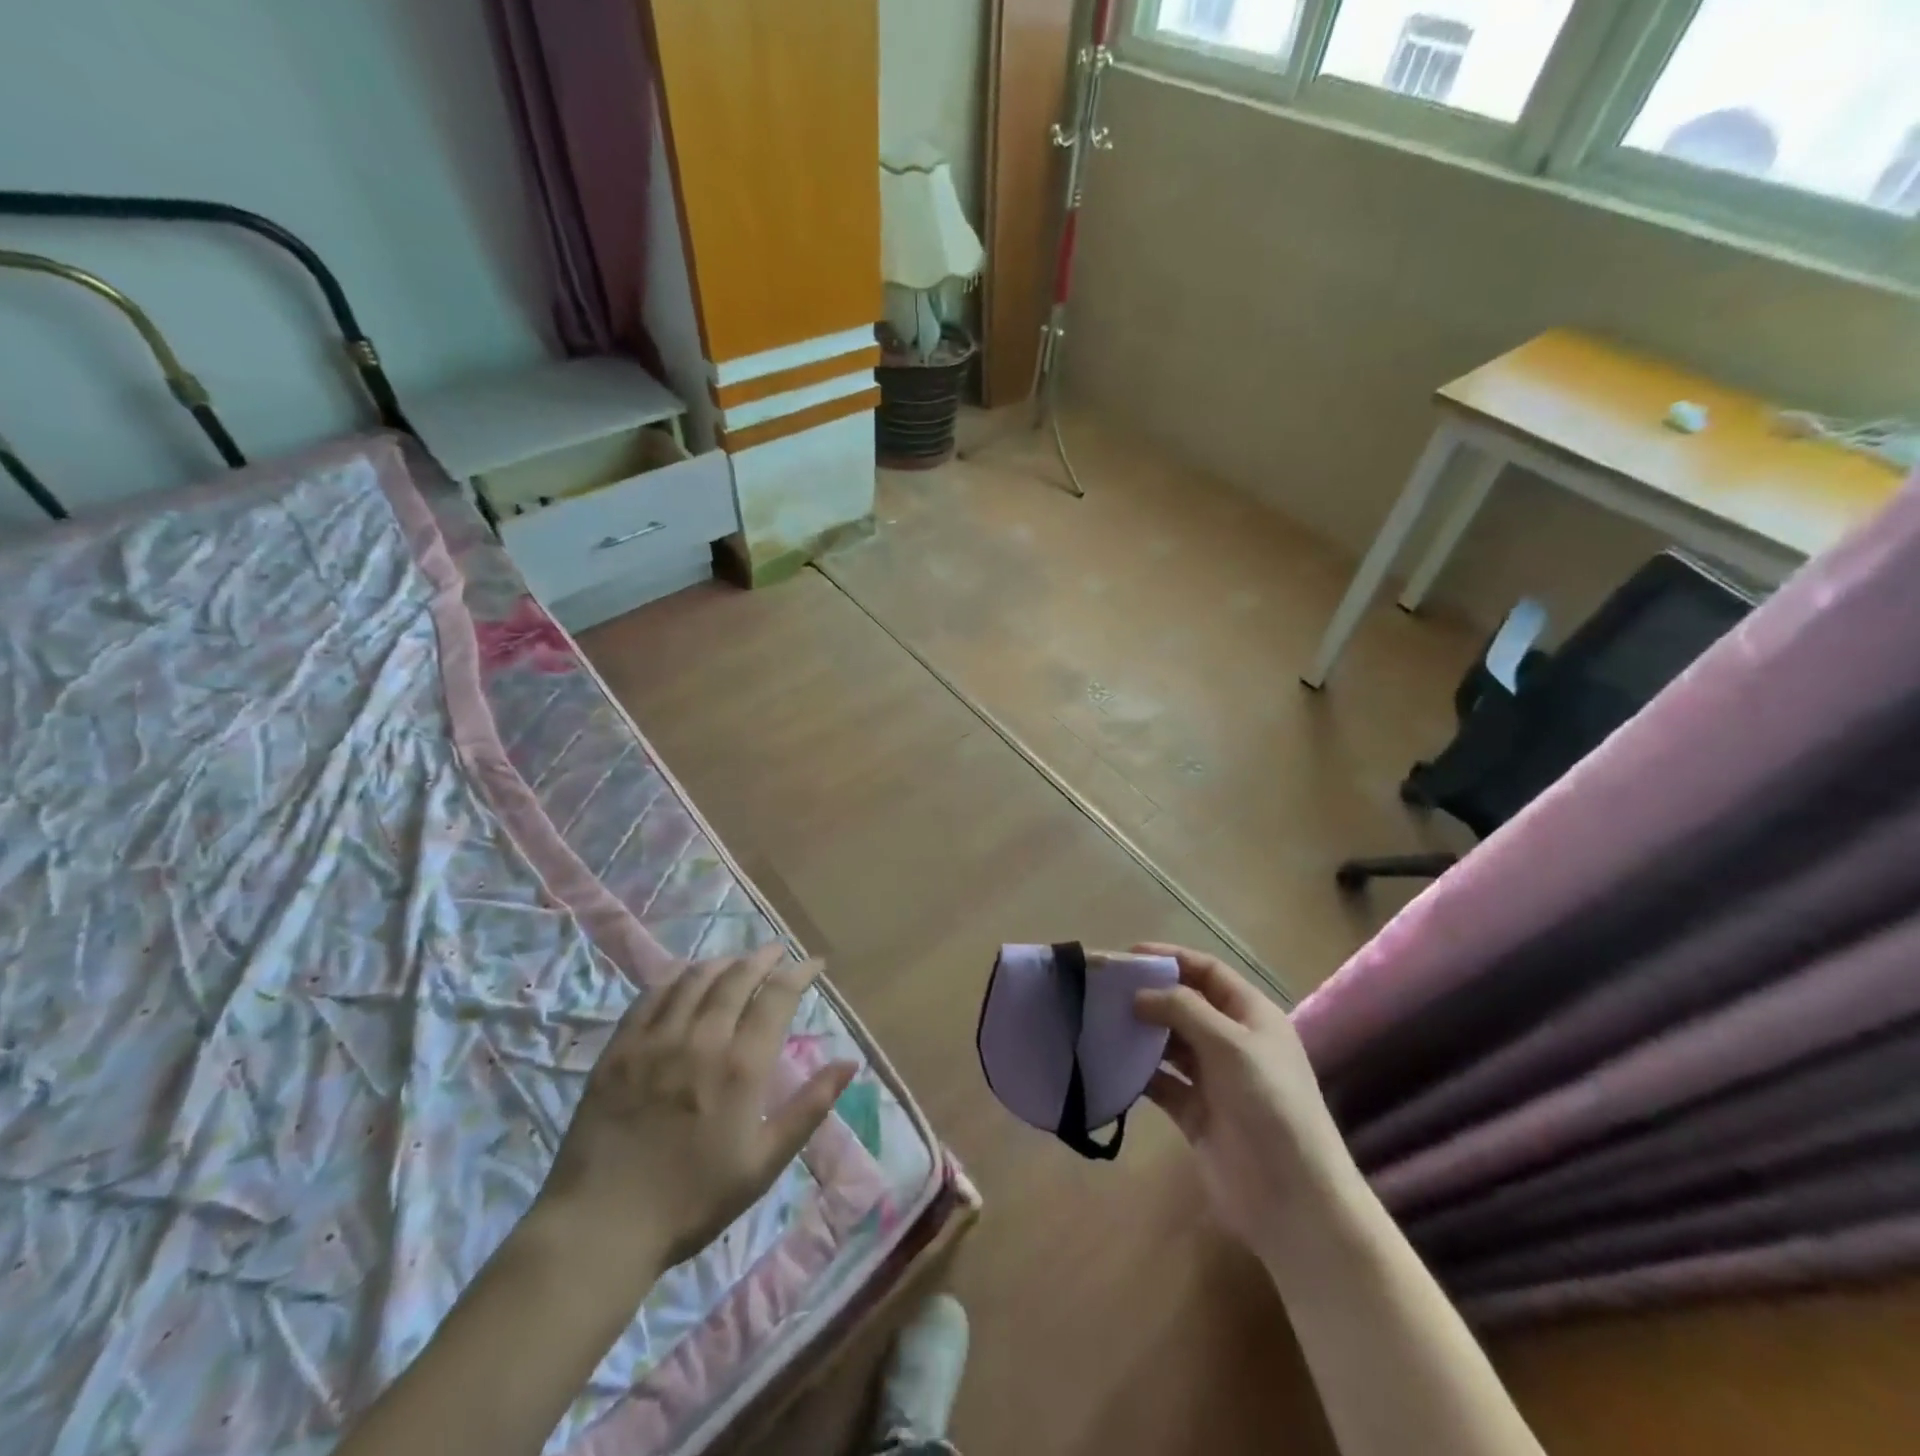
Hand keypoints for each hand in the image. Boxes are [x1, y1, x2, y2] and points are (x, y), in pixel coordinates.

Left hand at [530, 946, 856, 1288]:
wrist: (602, 1227)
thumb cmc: (694, 1200)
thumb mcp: (764, 1163)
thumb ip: (809, 1107)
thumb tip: (850, 1062)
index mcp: (742, 1065)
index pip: (777, 996)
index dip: (799, 972)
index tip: (814, 964)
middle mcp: (702, 1039)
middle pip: (737, 977)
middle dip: (763, 957)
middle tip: (777, 951)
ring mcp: (656, 1039)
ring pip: (695, 979)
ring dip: (723, 961)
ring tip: (737, 960)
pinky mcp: (620, 1048)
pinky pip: (651, 995)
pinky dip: (674, 976)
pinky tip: (684, 973)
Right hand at [1132, 944, 1354, 1256]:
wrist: (1294, 1199)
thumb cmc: (1270, 1105)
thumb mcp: (1230, 1045)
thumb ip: (1182, 1009)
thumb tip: (1139, 994)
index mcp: (1252, 1016)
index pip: (1207, 972)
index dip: (1170, 958)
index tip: (1127, 956)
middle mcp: (1232, 1042)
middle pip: (1185, 1005)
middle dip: (1149, 995)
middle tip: (1103, 990)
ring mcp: (1214, 1079)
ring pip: (1170, 1043)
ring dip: (1141, 1032)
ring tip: (1100, 1022)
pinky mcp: (1195, 1114)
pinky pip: (1161, 1083)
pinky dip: (1139, 1072)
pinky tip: (1111, 1064)